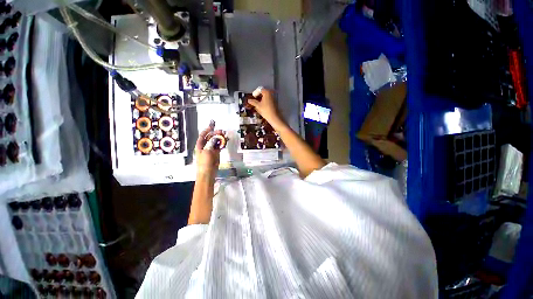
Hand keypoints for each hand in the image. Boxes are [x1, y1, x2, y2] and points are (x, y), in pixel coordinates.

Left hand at [196, 121, 223, 174]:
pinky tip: (226, 141)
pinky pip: (220, 146)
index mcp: (200, 145)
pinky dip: (223, 143)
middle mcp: (205, 146)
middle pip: (210, 137)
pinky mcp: (217, 153)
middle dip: (216, 133)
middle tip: (222, 131)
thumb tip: (216, 137)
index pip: (203, 135)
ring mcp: (211, 149)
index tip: (212, 126)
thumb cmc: (204, 163)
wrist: (208, 173)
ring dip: (220, 138)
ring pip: (216, 141)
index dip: (207, 130)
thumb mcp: (207, 152)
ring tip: (225, 135)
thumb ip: (211, 143)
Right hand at [247, 87, 284, 129]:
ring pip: (266, 97)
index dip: (256, 93)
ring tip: (258, 104)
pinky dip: (265, 102)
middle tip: (254, 100)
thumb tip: (248, 100)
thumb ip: (253, 102)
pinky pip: (268, 100)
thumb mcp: (258, 106)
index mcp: (267, 93)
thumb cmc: (265, 110)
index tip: (253, 97)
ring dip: (261, 99)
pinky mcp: (275, 103)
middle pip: (263, 93)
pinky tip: (262, 107)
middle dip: (258, 96)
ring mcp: (273, 98)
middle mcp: (271, 94)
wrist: (274, 117)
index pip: (260, 90)